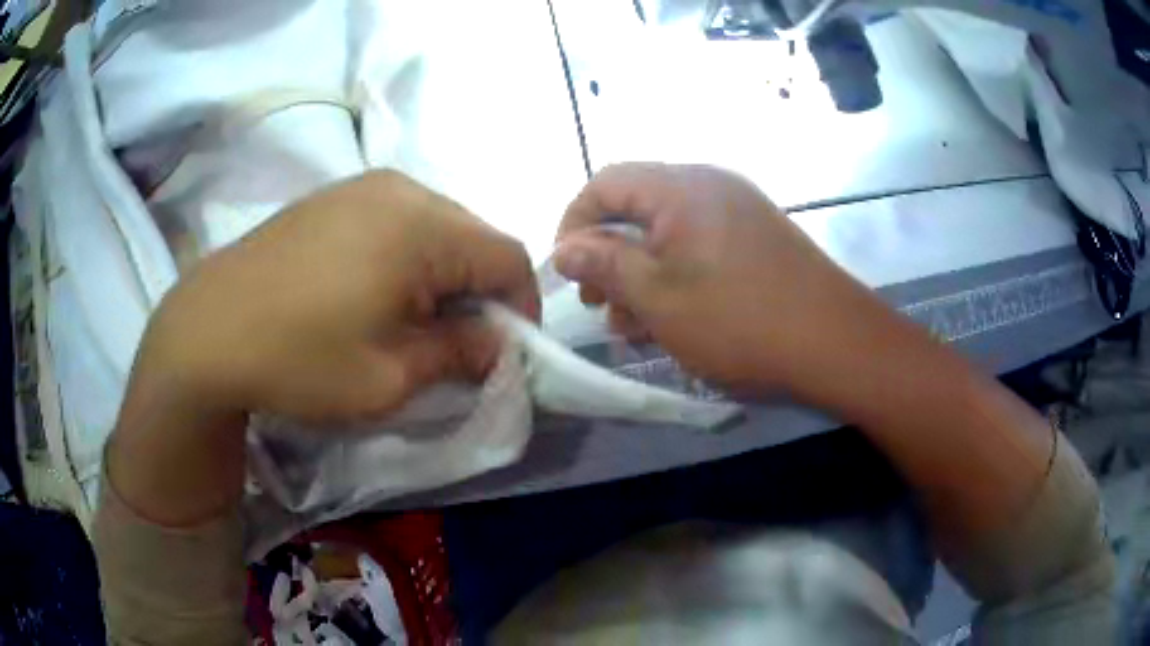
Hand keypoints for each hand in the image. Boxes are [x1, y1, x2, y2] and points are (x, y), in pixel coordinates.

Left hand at [138, 170, 538, 424]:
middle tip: (456, 346)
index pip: (507, 257)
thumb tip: (500, 345)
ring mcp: (360, 187)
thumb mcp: (390, 377)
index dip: (521, 308)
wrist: (207, 332)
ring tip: (410, 323)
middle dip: (478, 293)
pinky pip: (394, 220)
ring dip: (441, 276)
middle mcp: (399, 189)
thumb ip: (460, 354)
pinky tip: (371, 295)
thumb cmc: (299, 359)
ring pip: (434, 227)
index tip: (506, 354)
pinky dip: (405, 259)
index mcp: (422, 226)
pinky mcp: (332, 197)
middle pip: (472, 238)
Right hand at [553, 163, 907, 404]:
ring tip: (633, 325)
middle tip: (600, 304)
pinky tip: (672, 319)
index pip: (605, 183)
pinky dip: (676, 276)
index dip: (575, 223)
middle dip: (609, 256)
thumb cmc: (738, 319)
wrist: (834, 342)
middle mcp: (708, 186)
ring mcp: (737, 211)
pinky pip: (699, 247)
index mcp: (680, 187)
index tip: (566, 271)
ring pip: (667, 233)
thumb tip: (564, 250)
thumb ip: (605, 265)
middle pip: (637, 208)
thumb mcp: (658, 297)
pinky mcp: (755, 238)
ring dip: (642, 274)